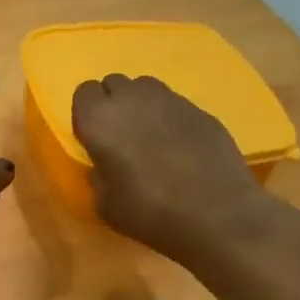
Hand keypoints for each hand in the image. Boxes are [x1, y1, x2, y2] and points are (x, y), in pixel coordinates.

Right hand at [71, 74, 268, 263]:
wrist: (216, 215)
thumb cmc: (149, 213)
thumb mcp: (106, 206)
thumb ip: (98, 177)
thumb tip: (103, 166)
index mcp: (100, 120)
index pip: (84, 93)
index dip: (88, 114)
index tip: (95, 138)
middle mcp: (133, 99)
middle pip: (115, 84)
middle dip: (114, 104)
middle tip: (121, 138)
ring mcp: (171, 100)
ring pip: (146, 88)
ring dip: (142, 106)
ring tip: (150, 138)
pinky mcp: (201, 110)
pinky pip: (175, 105)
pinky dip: (171, 119)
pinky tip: (180, 148)